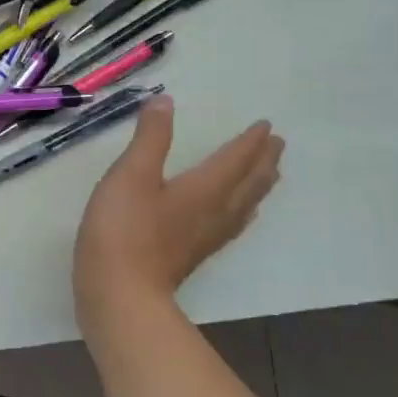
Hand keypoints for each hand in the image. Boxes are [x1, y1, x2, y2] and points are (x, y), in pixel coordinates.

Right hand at [73, 99, 281, 323]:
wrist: (119, 293)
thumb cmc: (124, 230)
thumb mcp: (131, 175)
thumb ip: (150, 138)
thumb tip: (166, 102)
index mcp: (203, 189)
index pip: (235, 160)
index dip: (250, 142)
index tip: (267, 126)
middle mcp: (213, 213)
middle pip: (248, 184)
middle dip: (263, 162)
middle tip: (278, 146)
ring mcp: (204, 239)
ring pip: (243, 207)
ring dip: (258, 187)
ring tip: (268, 176)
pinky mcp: (192, 257)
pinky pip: (229, 227)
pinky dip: (240, 214)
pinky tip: (234, 218)